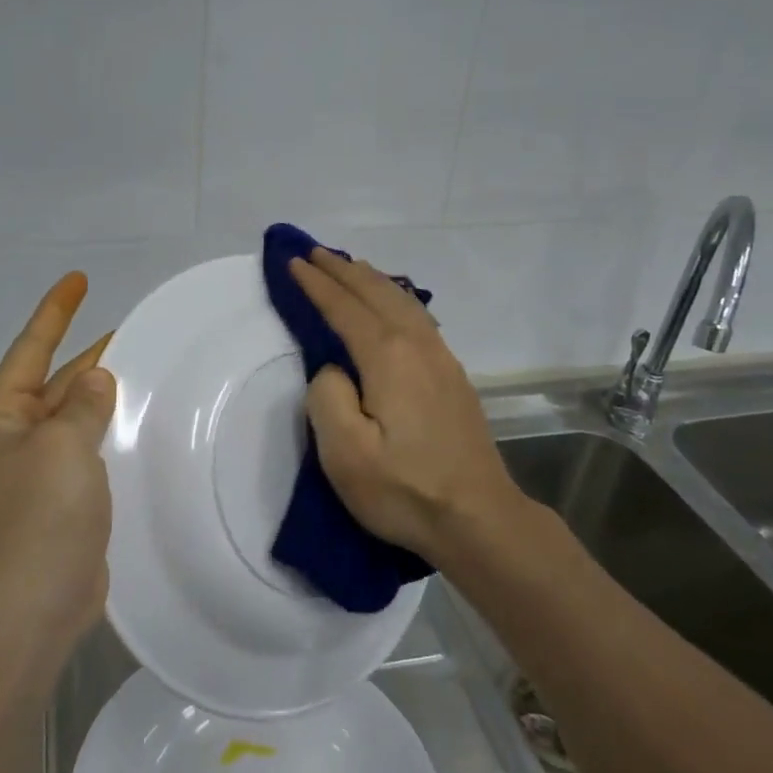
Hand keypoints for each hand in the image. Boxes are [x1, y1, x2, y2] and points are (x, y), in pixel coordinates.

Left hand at [0, 272, 115, 651]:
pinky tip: (140, 428)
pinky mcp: (61, 503)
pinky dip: (109, 436)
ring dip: (102, 397)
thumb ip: (82, 404)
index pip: (31, 349)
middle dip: (88, 357)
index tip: (79, 279)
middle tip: (132, 332)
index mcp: (0, 418)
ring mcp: (37, 474)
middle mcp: (13, 440)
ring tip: (144, 372)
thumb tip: (95, 379)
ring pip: (74, 419)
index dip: (56, 311)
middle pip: (54, 382)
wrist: (31, 609)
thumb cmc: (40, 516)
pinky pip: (87, 454)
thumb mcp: (63, 446)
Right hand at [289, 248, 517, 561]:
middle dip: (342, 270)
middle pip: (376, 294)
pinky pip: (418, 316)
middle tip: (314, 253)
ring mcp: (441, 359)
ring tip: (350, 266)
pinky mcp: (453, 377)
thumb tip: (334, 369)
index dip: (316, 284)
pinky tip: (394, 304)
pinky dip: (395, 297)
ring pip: (402, 301)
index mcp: (388, 357)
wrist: (479, 519)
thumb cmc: (405, 489)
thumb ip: (327, 397)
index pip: (344, 308)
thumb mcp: (345, 453)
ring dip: (371, 279)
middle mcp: (418, 346)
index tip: (293, 262)